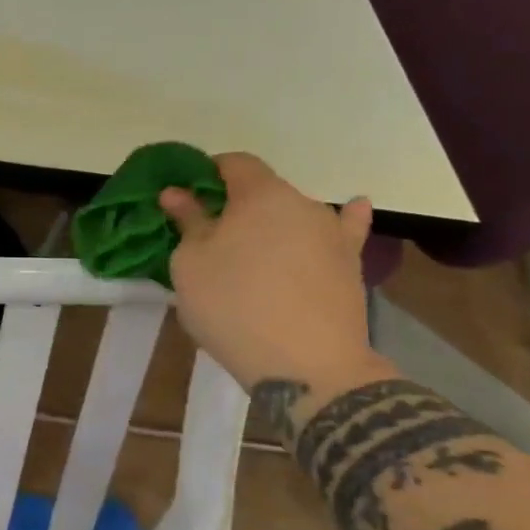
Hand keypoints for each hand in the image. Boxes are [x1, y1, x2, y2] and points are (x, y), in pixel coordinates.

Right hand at [161, 154, 390, 393]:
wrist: (308, 367)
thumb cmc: (234, 305)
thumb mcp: (191, 263)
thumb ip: (187, 221)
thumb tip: (177, 193)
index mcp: (259, 193)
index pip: (233, 163)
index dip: (206, 174)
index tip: (186, 199)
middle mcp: (302, 202)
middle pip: (263, 190)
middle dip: (235, 205)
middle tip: (210, 237)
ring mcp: (332, 233)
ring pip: (294, 214)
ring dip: (273, 223)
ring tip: (256, 248)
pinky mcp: (352, 264)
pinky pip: (346, 231)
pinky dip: (344, 220)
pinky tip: (353, 209)